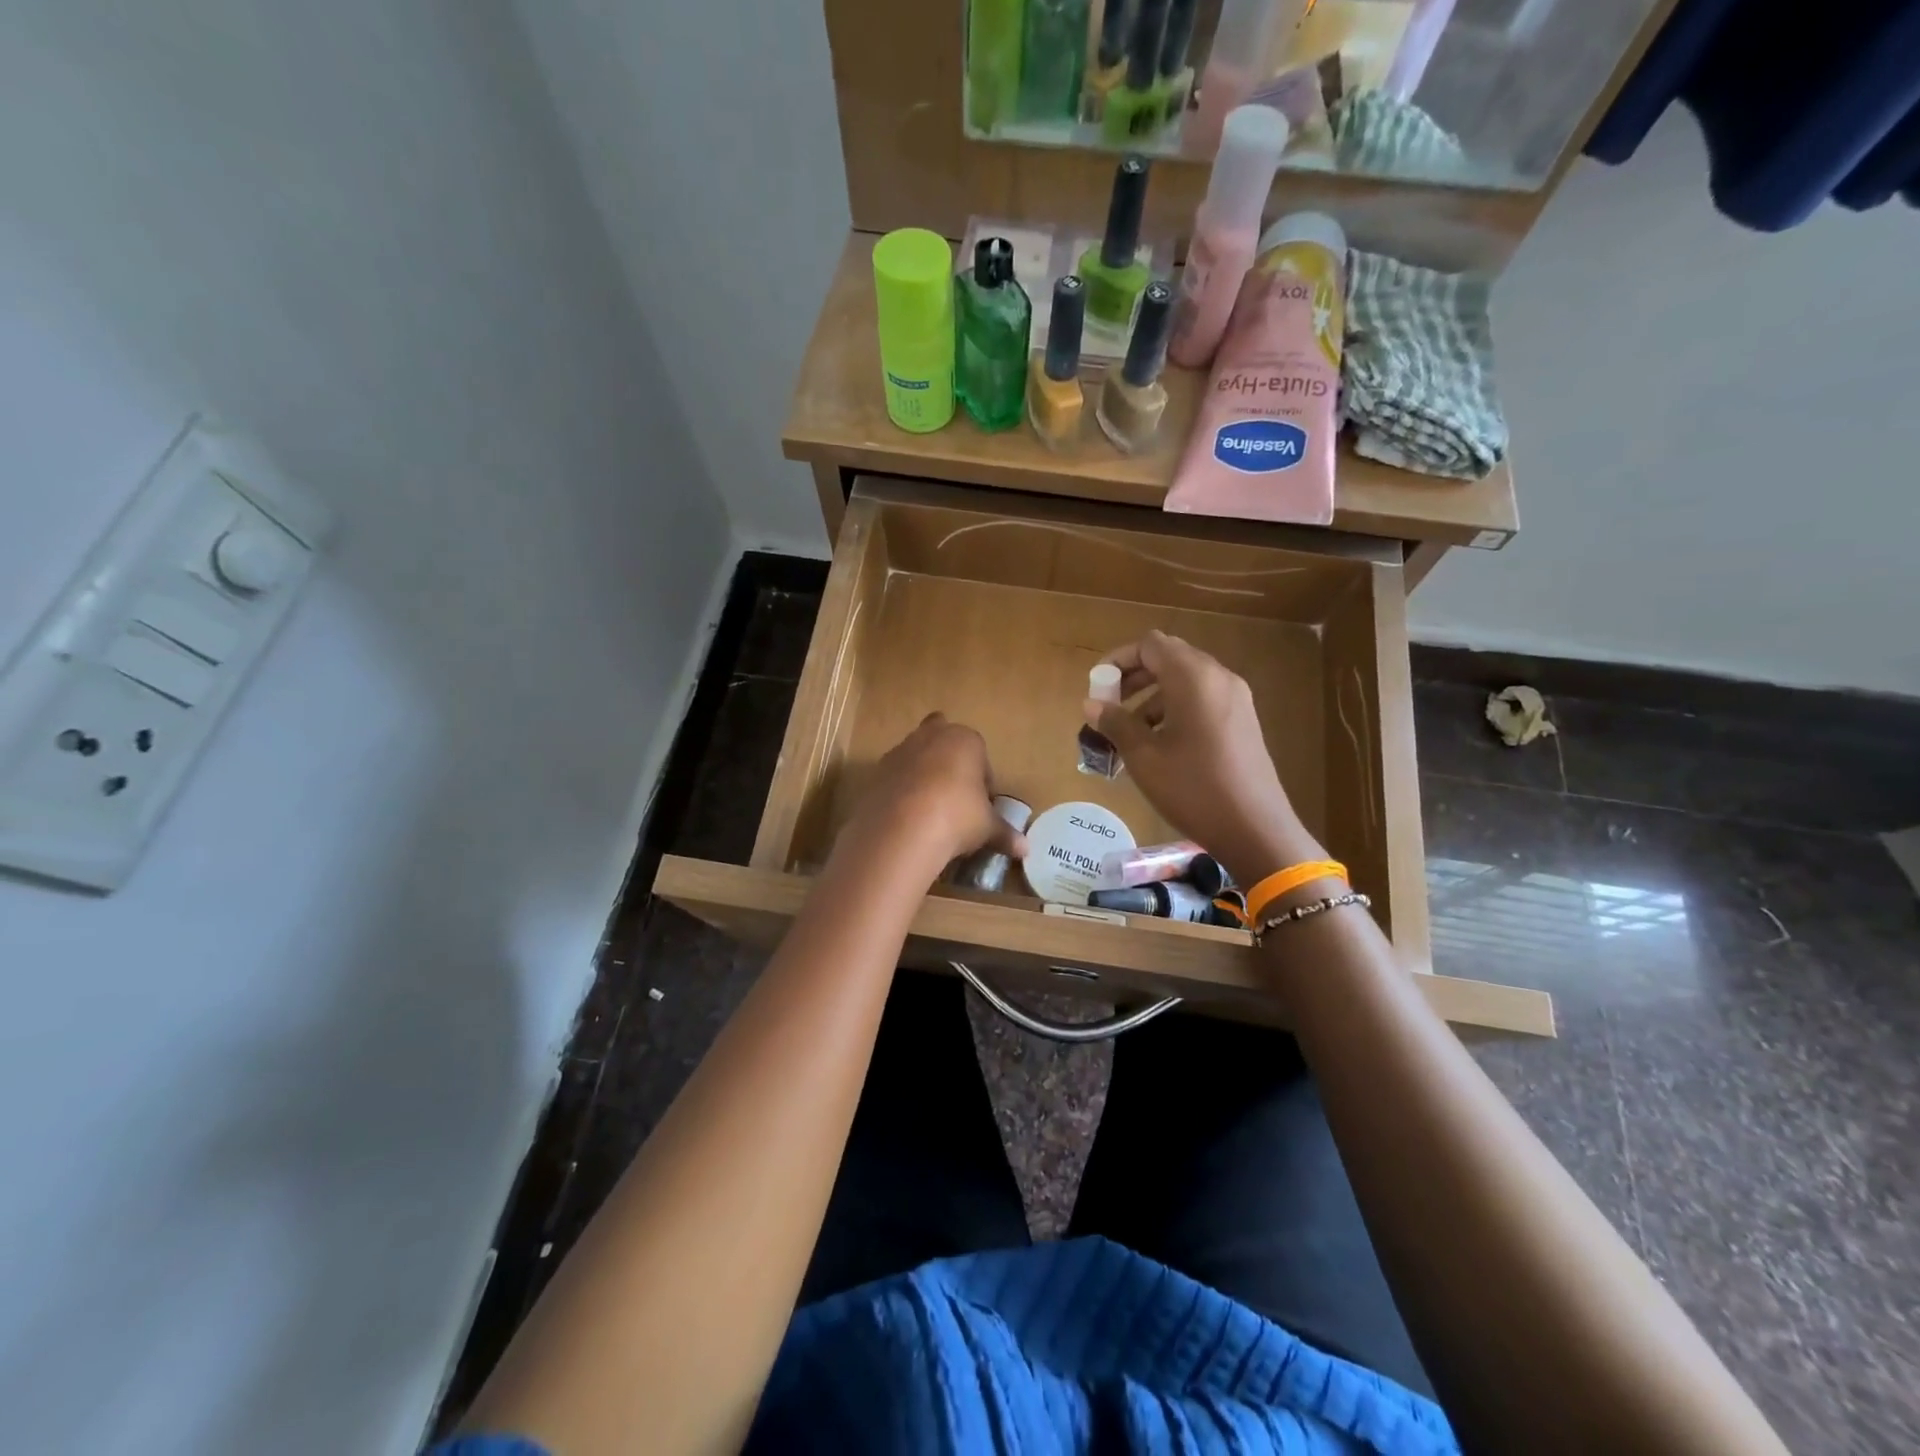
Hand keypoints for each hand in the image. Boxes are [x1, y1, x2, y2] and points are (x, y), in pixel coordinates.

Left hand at [837, 713, 1025, 877]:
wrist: (902, 827)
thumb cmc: (957, 816)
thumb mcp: (987, 827)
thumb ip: (1005, 834)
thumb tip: (1025, 849)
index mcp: (965, 739)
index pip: (980, 755)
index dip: (982, 781)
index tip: (981, 806)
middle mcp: (931, 736)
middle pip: (943, 743)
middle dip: (949, 763)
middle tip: (954, 798)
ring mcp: (900, 750)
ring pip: (916, 757)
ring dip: (922, 776)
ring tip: (929, 812)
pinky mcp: (876, 770)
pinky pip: (894, 777)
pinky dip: (900, 792)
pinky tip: (906, 818)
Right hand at [1084, 631, 1323, 885]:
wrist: (1254, 829)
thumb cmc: (1193, 788)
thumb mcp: (1144, 756)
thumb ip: (1115, 723)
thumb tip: (1091, 704)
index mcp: (1193, 677)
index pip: (1150, 645)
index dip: (1118, 659)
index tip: (1097, 686)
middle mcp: (1218, 677)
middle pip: (1169, 657)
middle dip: (1134, 676)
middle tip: (1109, 704)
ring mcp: (1235, 699)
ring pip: (1185, 680)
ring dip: (1152, 695)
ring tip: (1129, 730)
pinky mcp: (1243, 721)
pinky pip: (1202, 699)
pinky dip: (1175, 708)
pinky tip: (1160, 743)